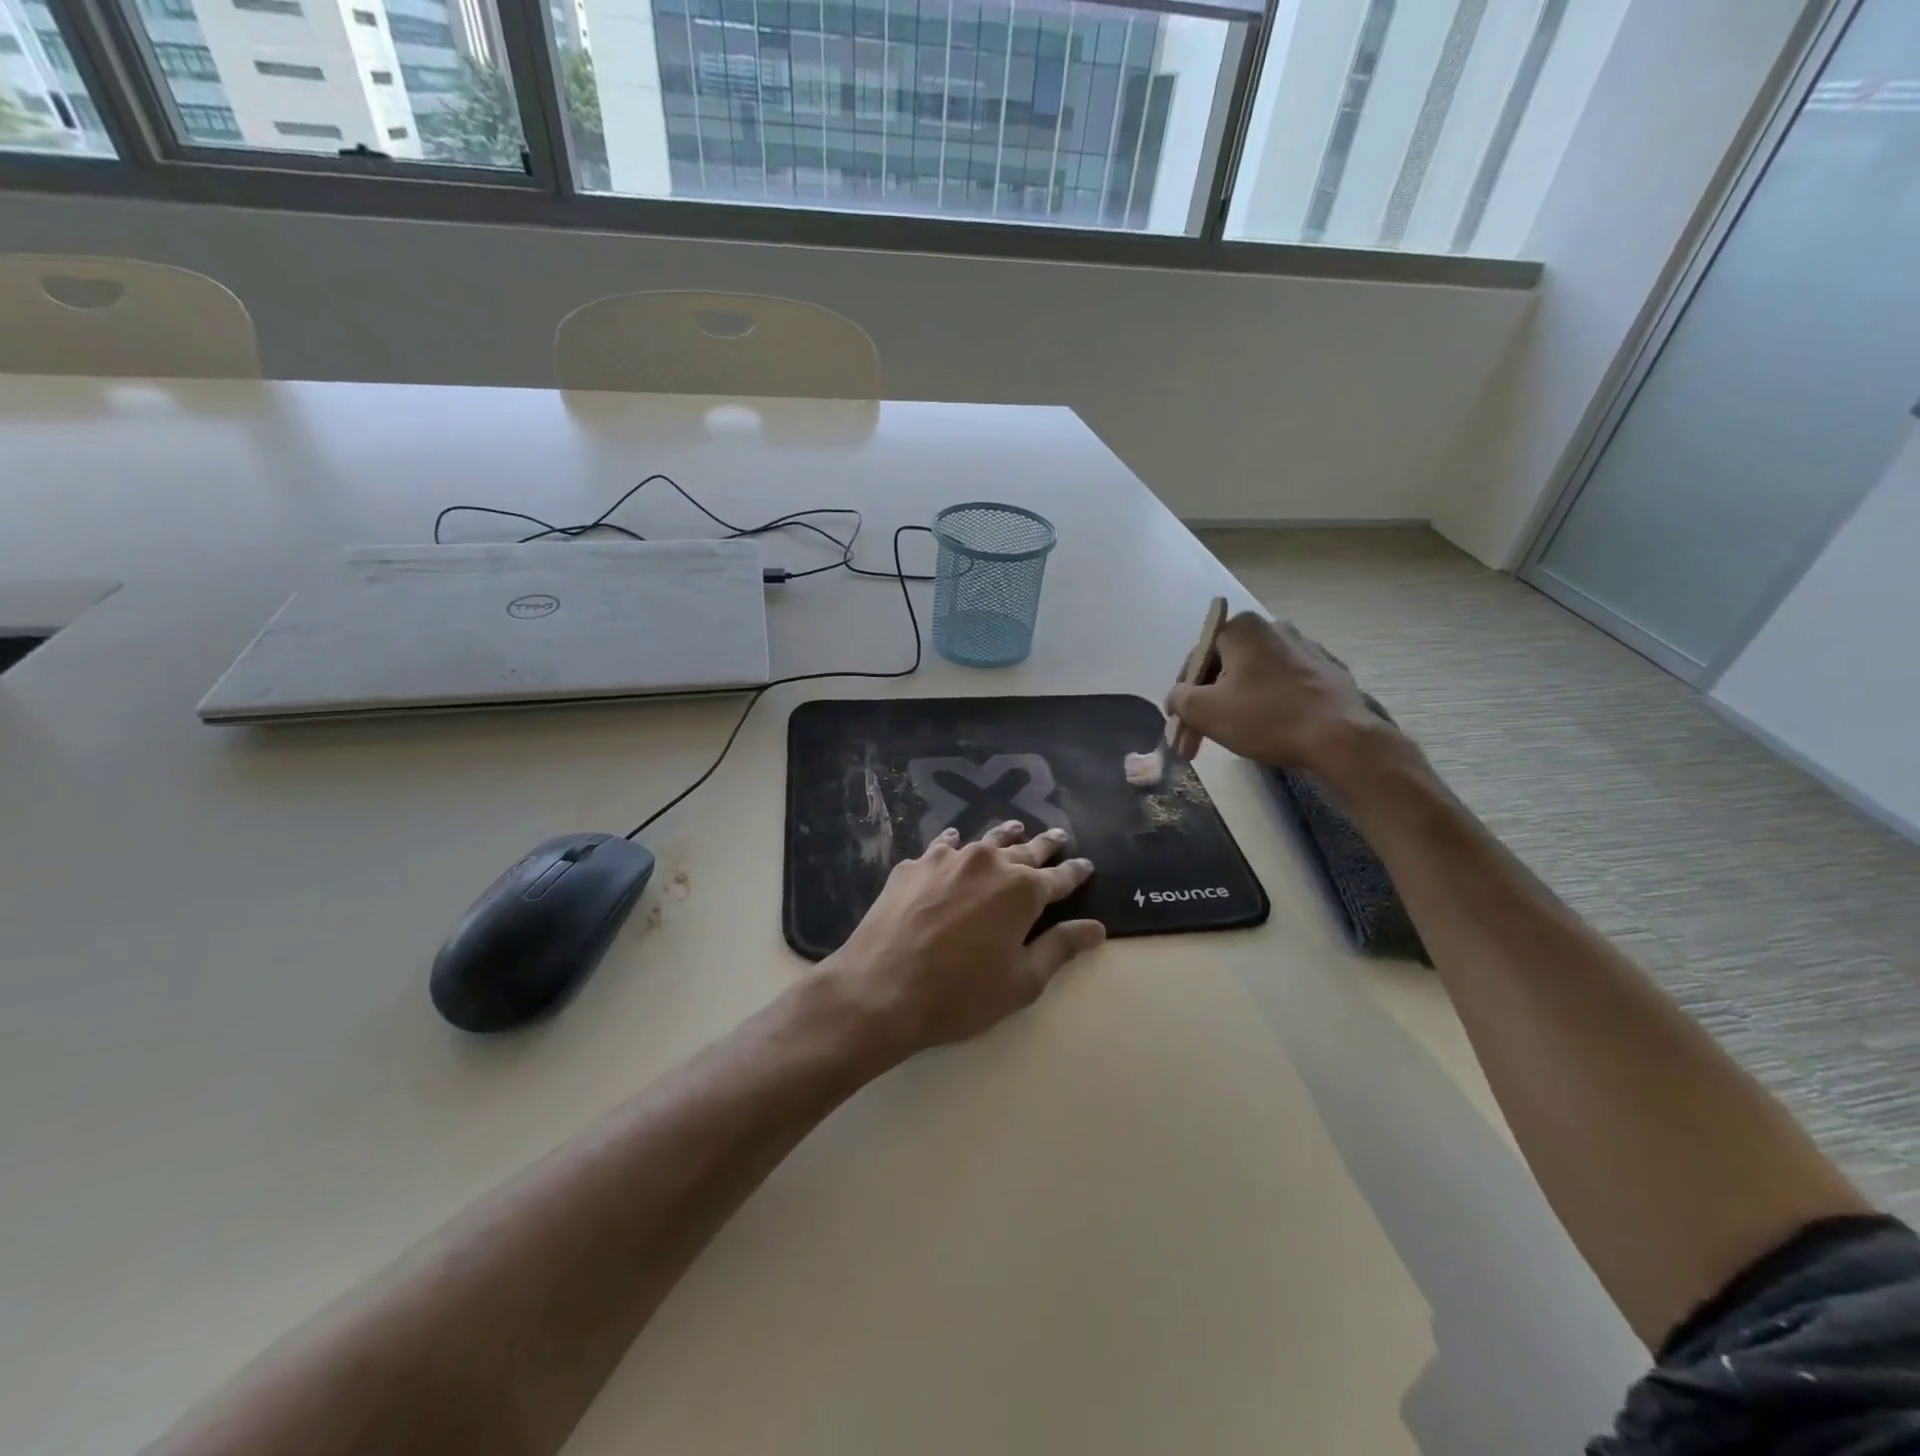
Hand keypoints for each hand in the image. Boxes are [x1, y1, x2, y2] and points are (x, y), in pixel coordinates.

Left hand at [823, 820, 1103, 1061]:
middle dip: (1045, 845)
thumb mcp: (1022, 981)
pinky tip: (953, 843)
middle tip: (1058, 837)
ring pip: (984, 840)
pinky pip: (942, 847)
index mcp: (1022, 890)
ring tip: (1015, 828)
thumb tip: (1096, 928)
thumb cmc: (960, 993)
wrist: (881, 988)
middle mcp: (988, 863)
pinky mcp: (914, 865)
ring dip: (1004, 836)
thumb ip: (1060, 948)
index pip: (1060, 877)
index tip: (1086, 865)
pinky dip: (954, 844)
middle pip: (1025, 849)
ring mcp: (948, 859)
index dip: (1076, 872)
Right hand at [1166, 612, 1392, 776]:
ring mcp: (1306, 648)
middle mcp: (1274, 628)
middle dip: (1209, 704)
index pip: (1196, 660)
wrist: (1340, 737)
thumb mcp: (1204, 711)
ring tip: (1234, 737)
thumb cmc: (1265, 717)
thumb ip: (1178, 698)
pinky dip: (1271, 705)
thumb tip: (1176, 698)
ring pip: (1255, 678)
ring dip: (1238, 705)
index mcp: (1242, 628)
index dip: (1184, 697)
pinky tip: (1271, 731)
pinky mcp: (1328, 671)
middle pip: (1226, 669)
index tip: (1182, 727)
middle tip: (1200, 740)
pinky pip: (1285, 687)